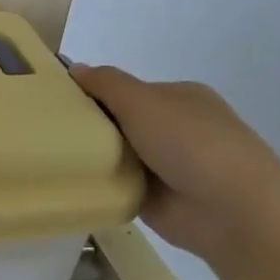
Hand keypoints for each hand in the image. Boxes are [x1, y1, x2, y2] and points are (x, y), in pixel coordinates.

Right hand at [70, 65, 279, 279]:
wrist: (231, 212)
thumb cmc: (191, 143)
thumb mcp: (144, 101)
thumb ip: (106, 83)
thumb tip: (73, 67)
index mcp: (179, 98)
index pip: (125, 89)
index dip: (92, 93)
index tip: (57, 102)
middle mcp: (174, 128)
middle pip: (118, 121)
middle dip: (89, 126)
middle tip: (48, 131)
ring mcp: (166, 165)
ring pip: (116, 154)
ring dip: (92, 157)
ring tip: (49, 157)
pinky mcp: (155, 197)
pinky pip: (117, 184)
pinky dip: (99, 185)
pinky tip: (70, 183)